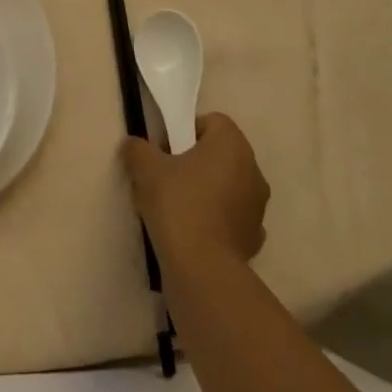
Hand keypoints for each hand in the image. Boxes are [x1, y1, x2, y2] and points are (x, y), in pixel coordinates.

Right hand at [121, 113, 267, 265]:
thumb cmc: (178, 205)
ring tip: (177, 208)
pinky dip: (216, 219)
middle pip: (221, 153)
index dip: (185, 130)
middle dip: (196, 161)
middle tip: (167, 177)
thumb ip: (138, 149)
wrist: (203, 269)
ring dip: (208, 190)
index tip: (165, 150)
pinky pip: (231, 216)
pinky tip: (193, 231)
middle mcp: (252, 170)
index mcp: (232, 145)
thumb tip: (133, 145)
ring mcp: (257, 206)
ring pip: (228, 185)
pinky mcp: (255, 237)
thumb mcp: (146, 169)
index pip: (212, 122)